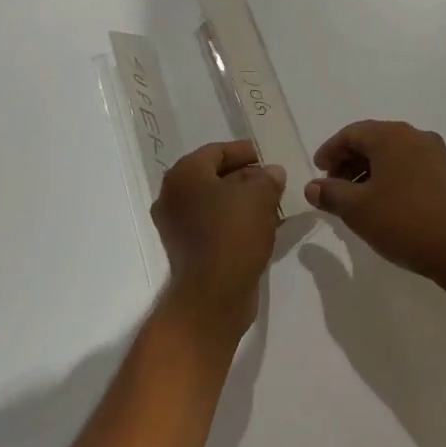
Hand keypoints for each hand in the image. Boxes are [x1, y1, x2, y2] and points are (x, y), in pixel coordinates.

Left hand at [151, 141, 285, 338]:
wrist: (213, 295)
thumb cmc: (233, 233)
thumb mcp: (260, 195)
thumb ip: (268, 178)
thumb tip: (271, 173)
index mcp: (184, 175)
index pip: (215, 151)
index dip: (242, 151)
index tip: (264, 156)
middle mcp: (173, 197)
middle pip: (213, 177)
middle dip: (244, 177)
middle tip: (271, 180)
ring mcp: (177, 227)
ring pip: (214, 203)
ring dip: (242, 201)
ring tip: (272, 203)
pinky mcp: (187, 251)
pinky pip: (214, 226)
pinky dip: (235, 222)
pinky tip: (261, 226)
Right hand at [304, 121, 445, 292]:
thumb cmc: (403, 222)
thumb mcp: (357, 209)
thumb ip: (330, 193)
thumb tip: (312, 187)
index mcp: (392, 136)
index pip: (352, 133)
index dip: (330, 151)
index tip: (318, 173)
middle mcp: (416, 136)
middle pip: (373, 140)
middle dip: (349, 162)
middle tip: (333, 188)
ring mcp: (435, 154)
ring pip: (392, 154)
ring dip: (369, 171)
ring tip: (356, 200)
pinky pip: (409, 166)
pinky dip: (390, 178)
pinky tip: (383, 204)